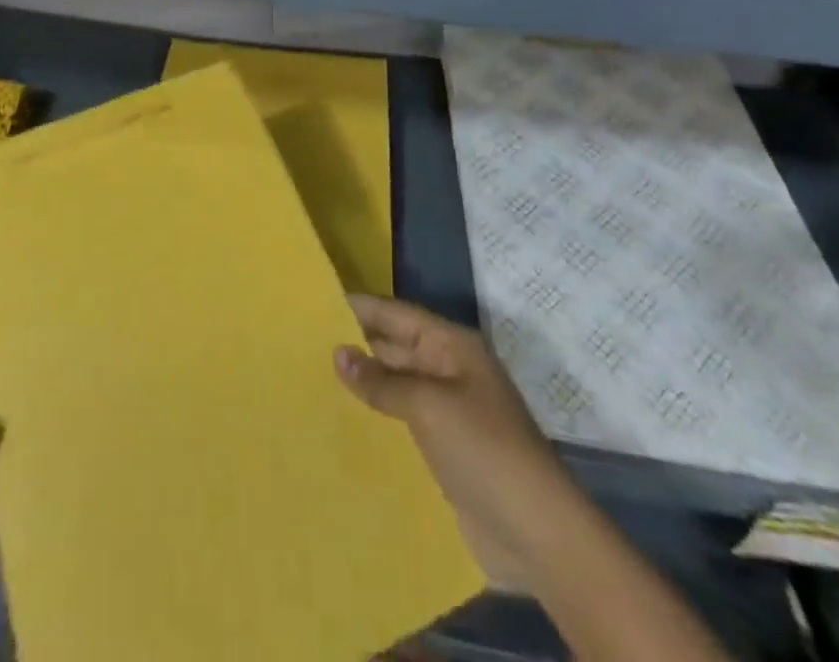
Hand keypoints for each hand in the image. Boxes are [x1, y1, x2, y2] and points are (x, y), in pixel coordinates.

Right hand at [335, 295, 559, 589]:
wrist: (537, 535)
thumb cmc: (485, 451)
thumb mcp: (429, 406)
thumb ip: (382, 380)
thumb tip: (338, 353)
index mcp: (451, 347)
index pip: (396, 315)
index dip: (359, 308)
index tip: (315, 304)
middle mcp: (448, 371)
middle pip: (394, 348)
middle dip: (354, 346)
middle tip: (301, 344)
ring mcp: (447, 412)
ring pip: (394, 386)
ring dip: (361, 385)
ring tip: (310, 380)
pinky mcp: (443, 450)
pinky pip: (400, 423)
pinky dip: (374, 420)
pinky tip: (339, 423)